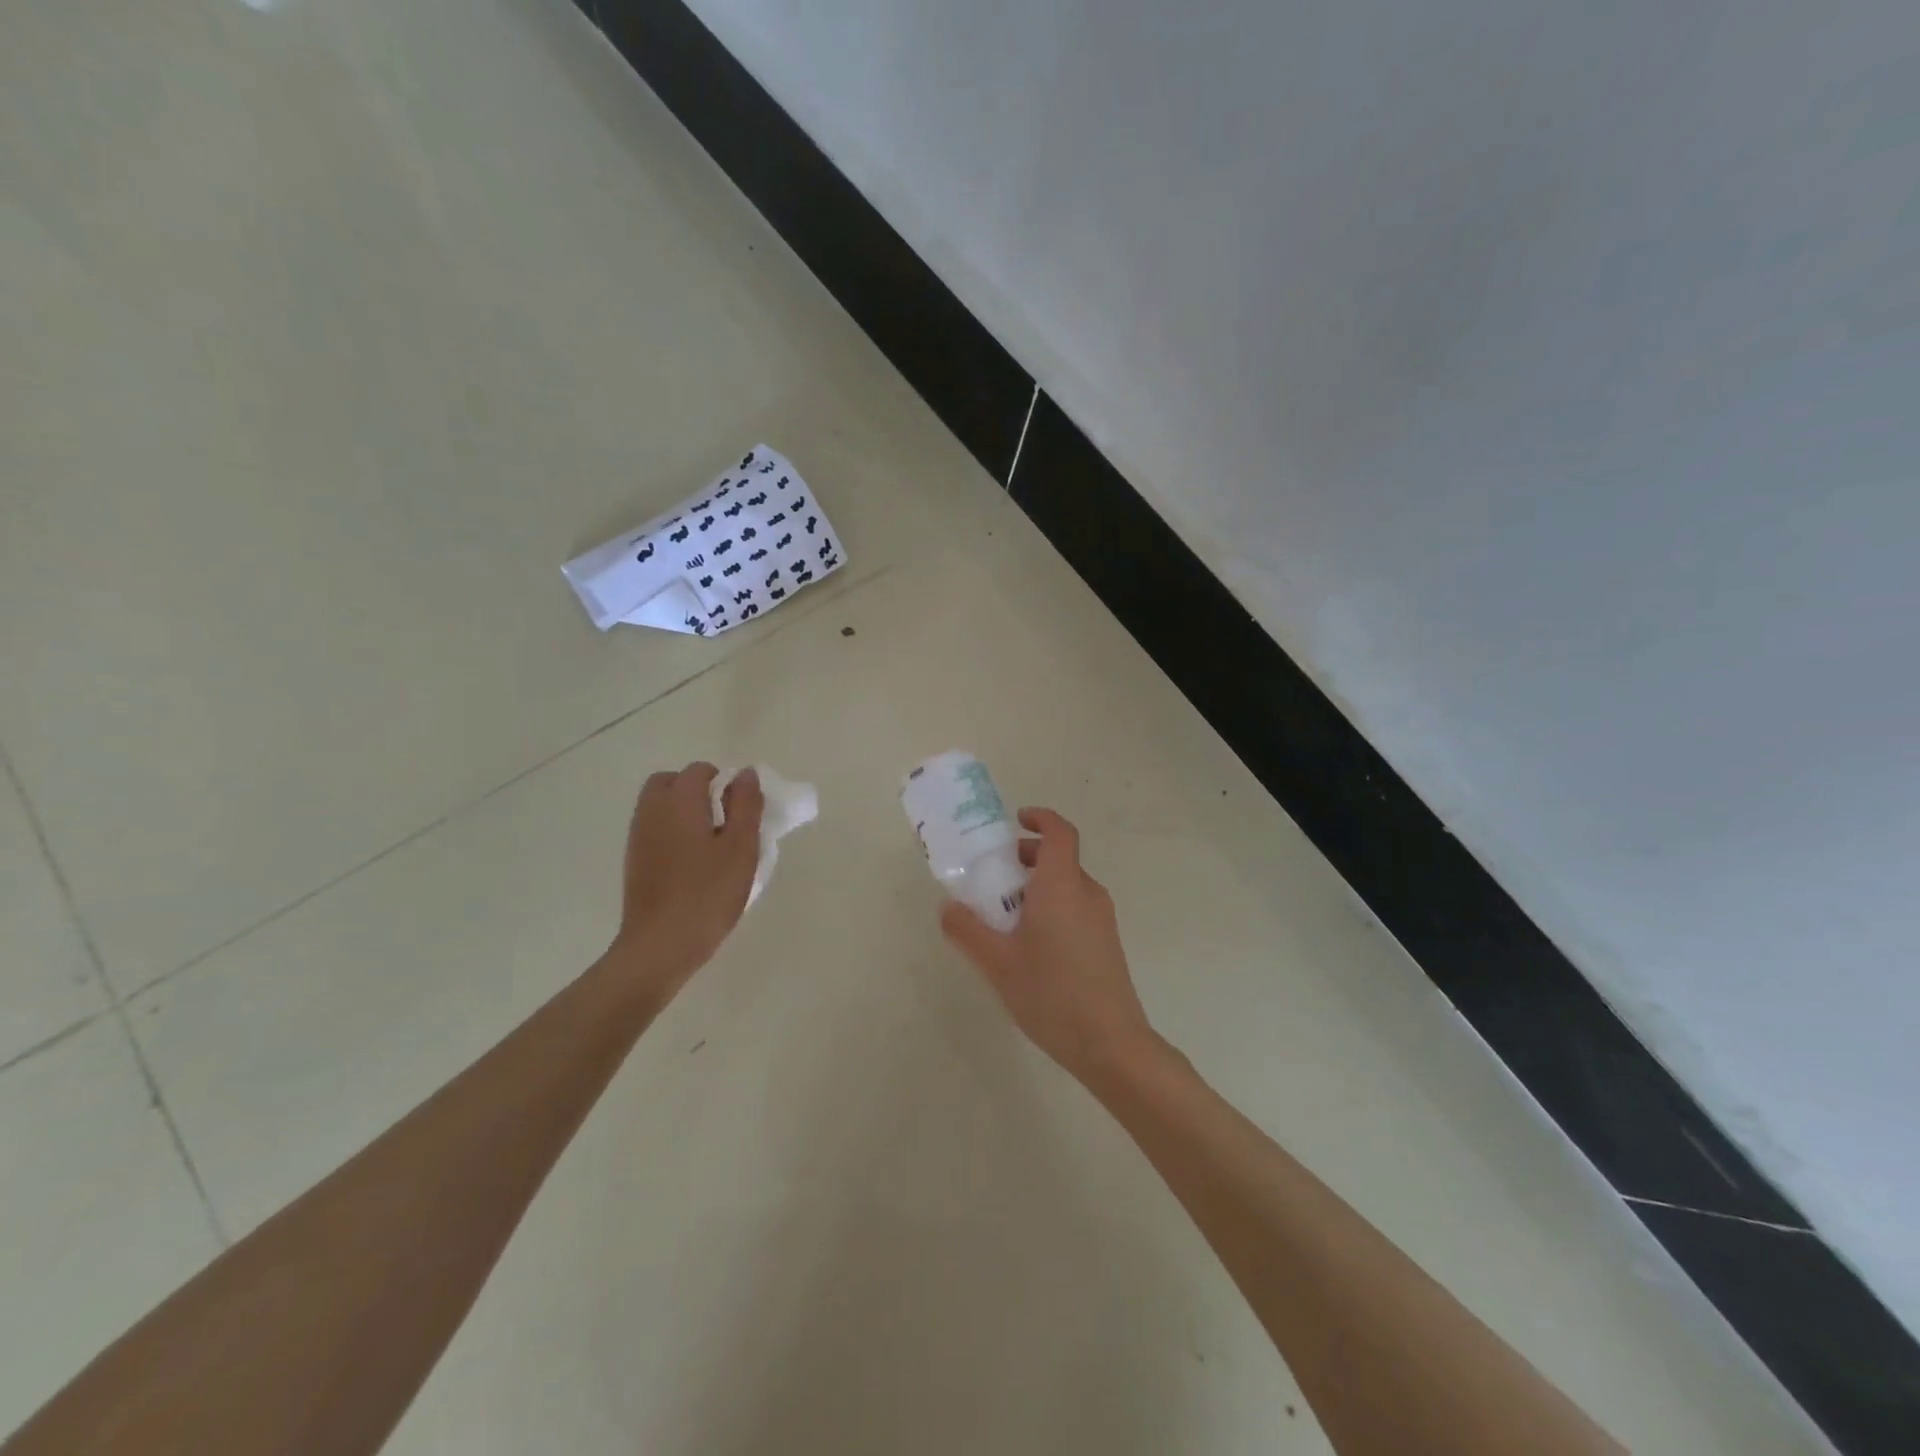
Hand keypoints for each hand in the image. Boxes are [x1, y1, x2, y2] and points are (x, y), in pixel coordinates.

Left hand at [608, 763, 762, 1000]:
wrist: (660, 945)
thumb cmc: (708, 893)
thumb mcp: (741, 848)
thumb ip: (746, 805)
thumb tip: (745, 774)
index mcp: (679, 801)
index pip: (700, 771)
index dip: (725, 782)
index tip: (742, 810)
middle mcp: (652, 811)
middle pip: (670, 781)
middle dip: (697, 789)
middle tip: (724, 819)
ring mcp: (638, 836)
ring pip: (659, 804)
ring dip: (684, 810)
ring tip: (711, 841)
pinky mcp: (634, 860)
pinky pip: (653, 827)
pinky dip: (672, 830)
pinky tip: (692, 861)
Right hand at [940, 808, 1157, 1086]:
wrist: (1111, 1043)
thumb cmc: (1051, 993)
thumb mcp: (997, 963)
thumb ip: (968, 931)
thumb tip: (948, 907)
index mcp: (1062, 885)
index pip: (1059, 832)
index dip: (1040, 818)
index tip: (1016, 820)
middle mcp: (1087, 893)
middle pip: (1060, 858)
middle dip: (1026, 858)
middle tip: (993, 876)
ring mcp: (1102, 918)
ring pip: (1067, 884)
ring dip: (1037, 885)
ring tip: (1004, 916)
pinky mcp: (1106, 941)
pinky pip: (1075, 907)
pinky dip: (1051, 906)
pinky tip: (1030, 945)